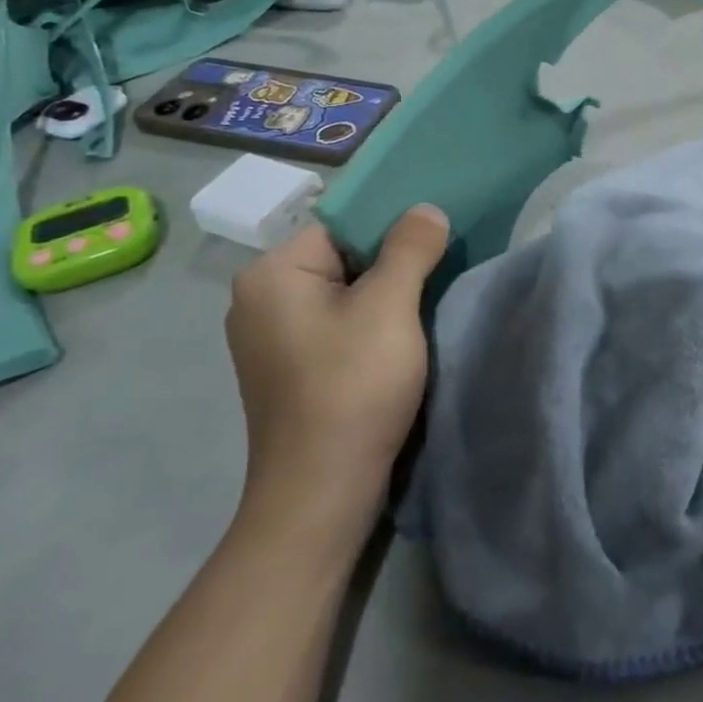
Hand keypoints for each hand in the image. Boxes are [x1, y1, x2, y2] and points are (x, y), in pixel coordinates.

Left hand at [224, 207, 448, 510]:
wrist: (321, 492)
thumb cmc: (352, 387)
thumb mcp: (390, 307)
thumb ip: (410, 248)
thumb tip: (426, 209)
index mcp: (272, 274)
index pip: (341, 224)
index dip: (391, 225)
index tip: (436, 236)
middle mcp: (260, 299)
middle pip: (342, 256)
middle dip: (392, 260)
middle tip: (441, 265)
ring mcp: (272, 338)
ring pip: (343, 292)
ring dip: (385, 294)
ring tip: (427, 299)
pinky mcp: (290, 368)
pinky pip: (337, 324)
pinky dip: (370, 322)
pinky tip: (401, 337)